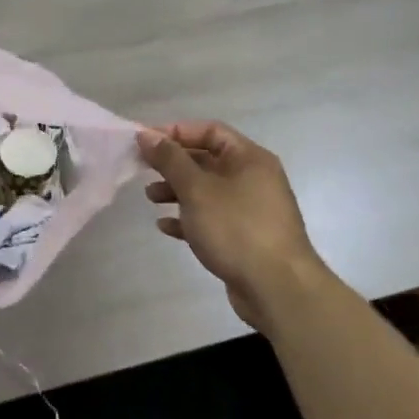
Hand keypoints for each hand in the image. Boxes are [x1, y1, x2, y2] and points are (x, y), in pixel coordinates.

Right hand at [138, 121, 333, 331]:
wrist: (277, 288)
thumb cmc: (236, 228)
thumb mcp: (197, 189)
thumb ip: (170, 160)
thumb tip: (146, 135)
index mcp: (249, 158)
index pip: (210, 131)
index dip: (176, 132)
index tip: (145, 142)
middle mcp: (253, 178)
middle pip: (207, 160)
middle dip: (173, 163)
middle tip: (141, 168)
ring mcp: (250, 209)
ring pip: (207, 190)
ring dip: (176, 191)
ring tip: (150, 198)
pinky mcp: (244, 237)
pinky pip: (211, 218)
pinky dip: (187, 218)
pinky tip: (165, 226)